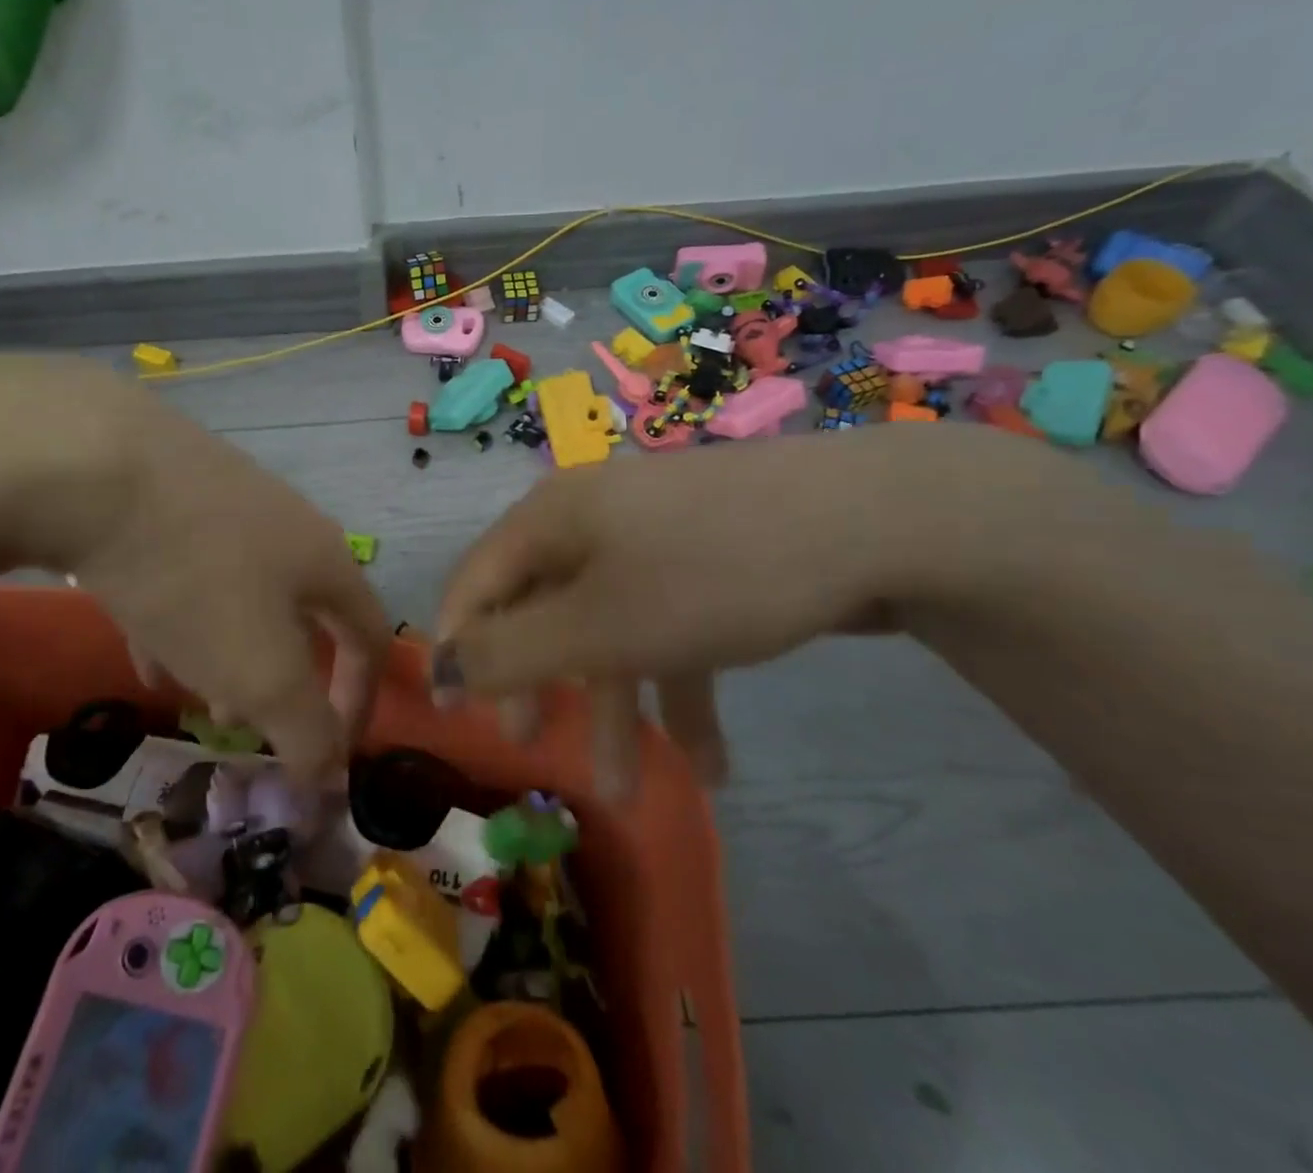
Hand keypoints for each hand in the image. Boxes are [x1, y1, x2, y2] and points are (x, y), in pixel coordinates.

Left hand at [0, 356, 392, 780]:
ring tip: (191, 690)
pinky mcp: (172, 491)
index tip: (331, 755)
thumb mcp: (260, 670)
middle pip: (304, 613)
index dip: (362, 700)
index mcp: (326, 561)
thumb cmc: (198, 576)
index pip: (371, 635)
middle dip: (283, 678)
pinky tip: (141, 641)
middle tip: (246, 723)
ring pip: (243, 593)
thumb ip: (306, 732)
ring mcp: (229, 501)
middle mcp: (288, 525)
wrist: (98, 461)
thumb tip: (332, 785)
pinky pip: (192, 569)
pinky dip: (181, 616)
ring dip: (228, 650)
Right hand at [430, 428, 1025, 790]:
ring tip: (634, 792)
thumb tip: (439, 669)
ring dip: (617, 706)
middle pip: (541, 607)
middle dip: (538, 684)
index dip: (457, 647)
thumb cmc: (709, 574)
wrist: (873, 520)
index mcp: (550, 519)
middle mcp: (591, 519)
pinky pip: (670, 625)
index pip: (474, 583)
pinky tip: (713, 763)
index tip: (458, 718)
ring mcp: (653, 537)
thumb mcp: (598, 626)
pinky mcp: (707, 559)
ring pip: (610, 626)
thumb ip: (508, 652)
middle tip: (532, 746)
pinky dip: (679, 687)